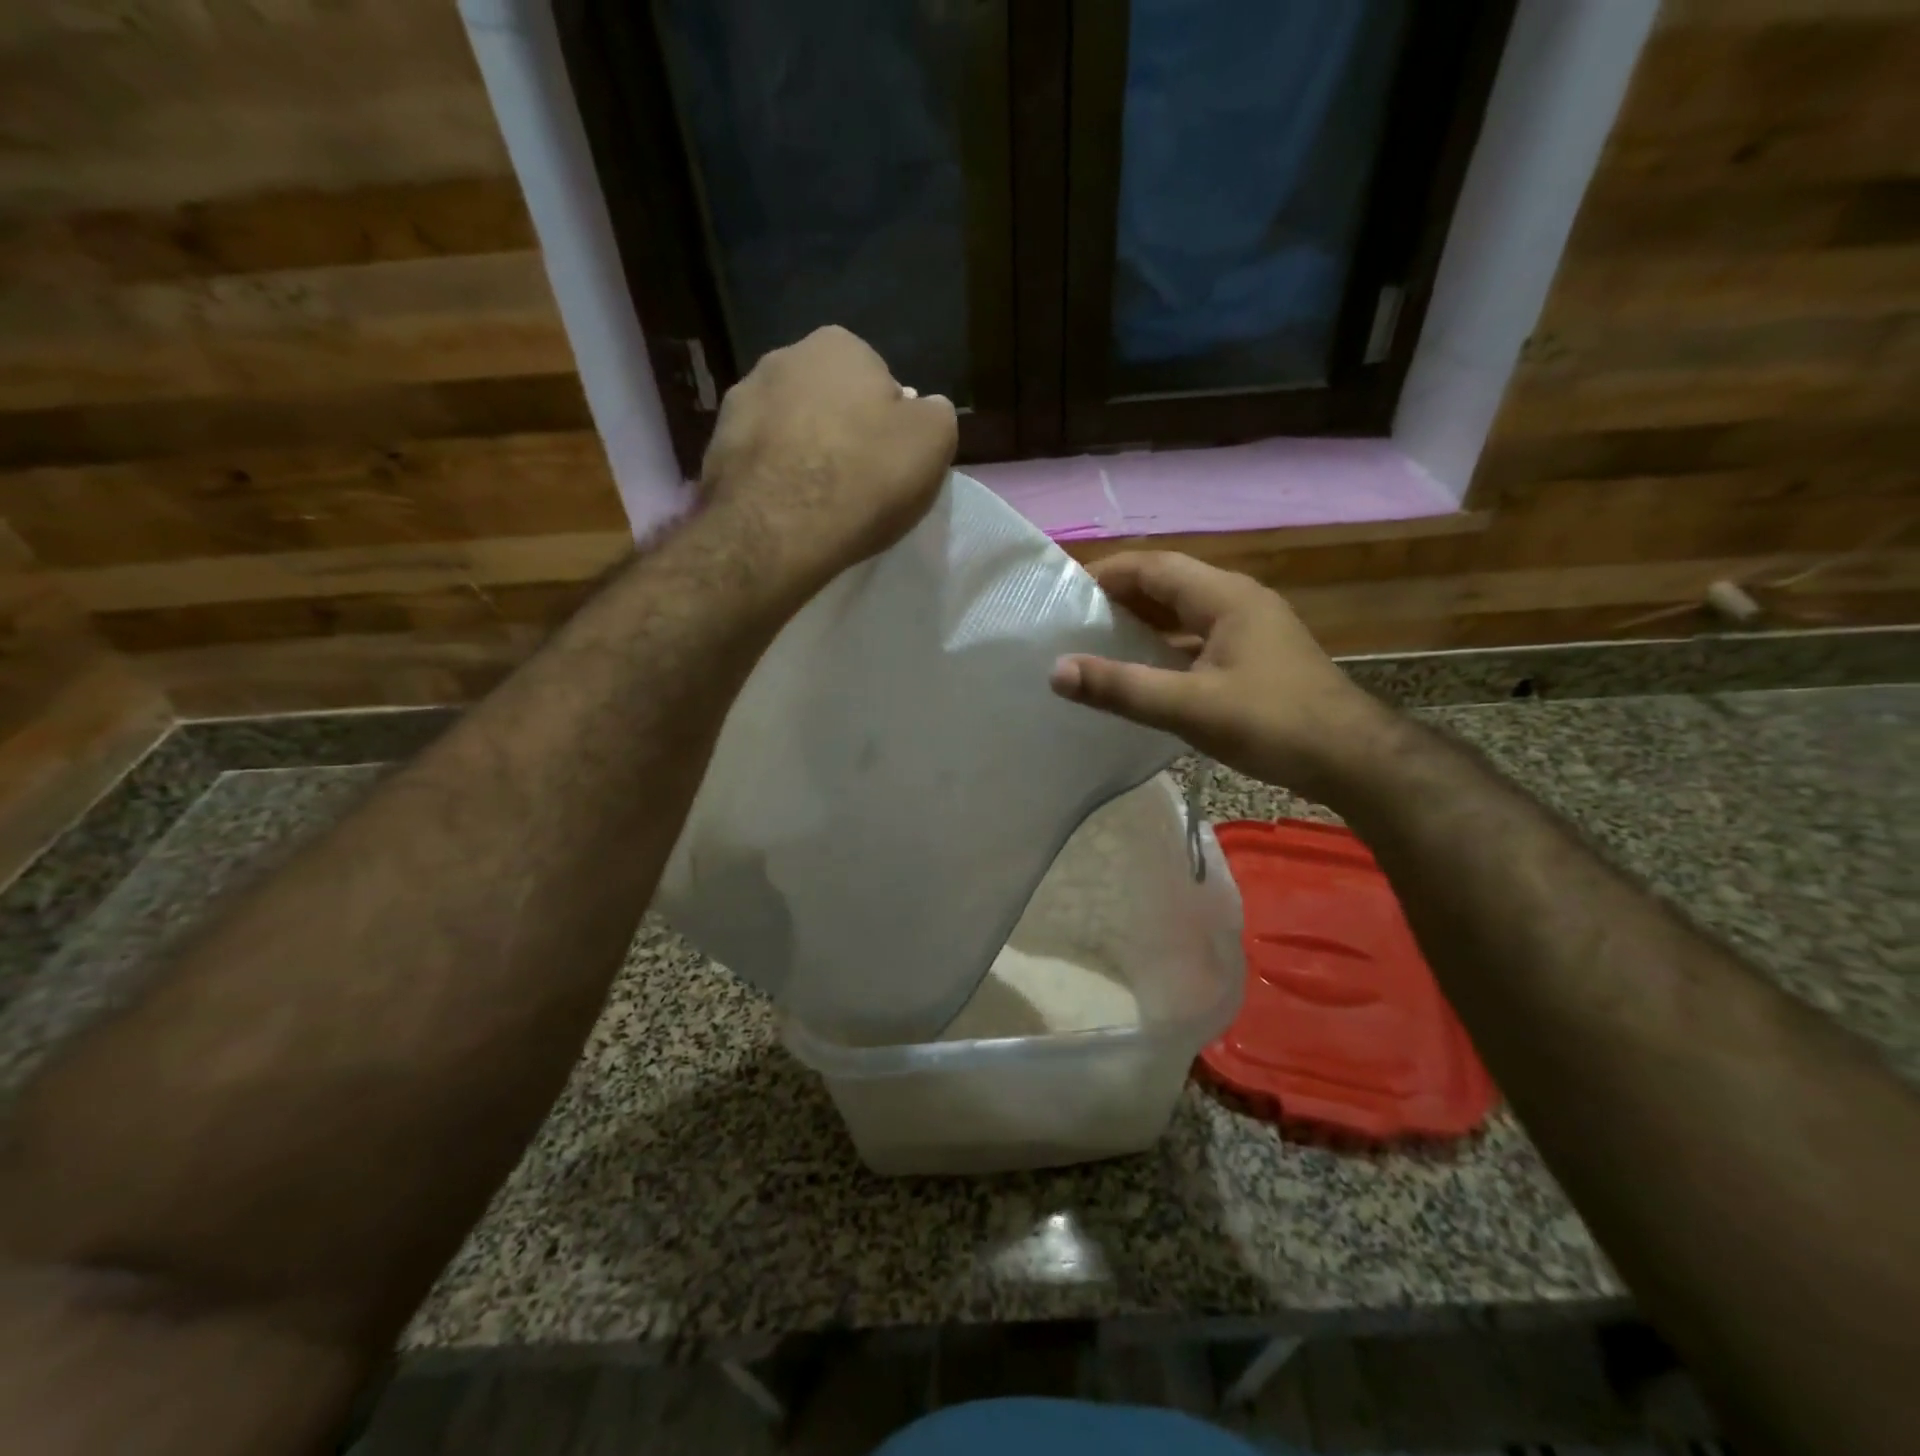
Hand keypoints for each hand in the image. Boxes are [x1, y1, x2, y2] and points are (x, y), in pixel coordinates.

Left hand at [700, 326, 957, 595]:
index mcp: (839, 345)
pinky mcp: (715, 447)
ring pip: (790, 427)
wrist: (778, 530)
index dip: (889, 423)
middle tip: (859, 482)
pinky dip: (775, 477)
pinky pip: (761, 459)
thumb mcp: (934, 442)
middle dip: (843, 431)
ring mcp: (739, 401)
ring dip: (805, 453)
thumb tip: (922, 410)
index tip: (891, 461)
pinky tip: (788, 511)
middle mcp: (782, 357)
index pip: (877, 380)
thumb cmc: (865, 478)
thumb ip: (935, 414)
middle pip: (829, 399)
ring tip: (820, 502)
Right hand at [1049, 552, 1394, 800]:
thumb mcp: (1189, 707)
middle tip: (1075, 621)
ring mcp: (1252, 628)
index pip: (1154, 566)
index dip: (1107, 574)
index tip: (1065, 594)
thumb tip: (1057, 670)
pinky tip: (1147, 672)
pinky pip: (1199, 637)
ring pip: (1185, 612)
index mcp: (1224, 596)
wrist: (1353, 759)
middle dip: (1121, 597)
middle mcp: (1239, 600)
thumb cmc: (1273, 724)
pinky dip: (1167, 646)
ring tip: (1100, 643)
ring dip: (1144, 622)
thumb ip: (1122, 688)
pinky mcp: (1258, 656)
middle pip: (1169, 584)